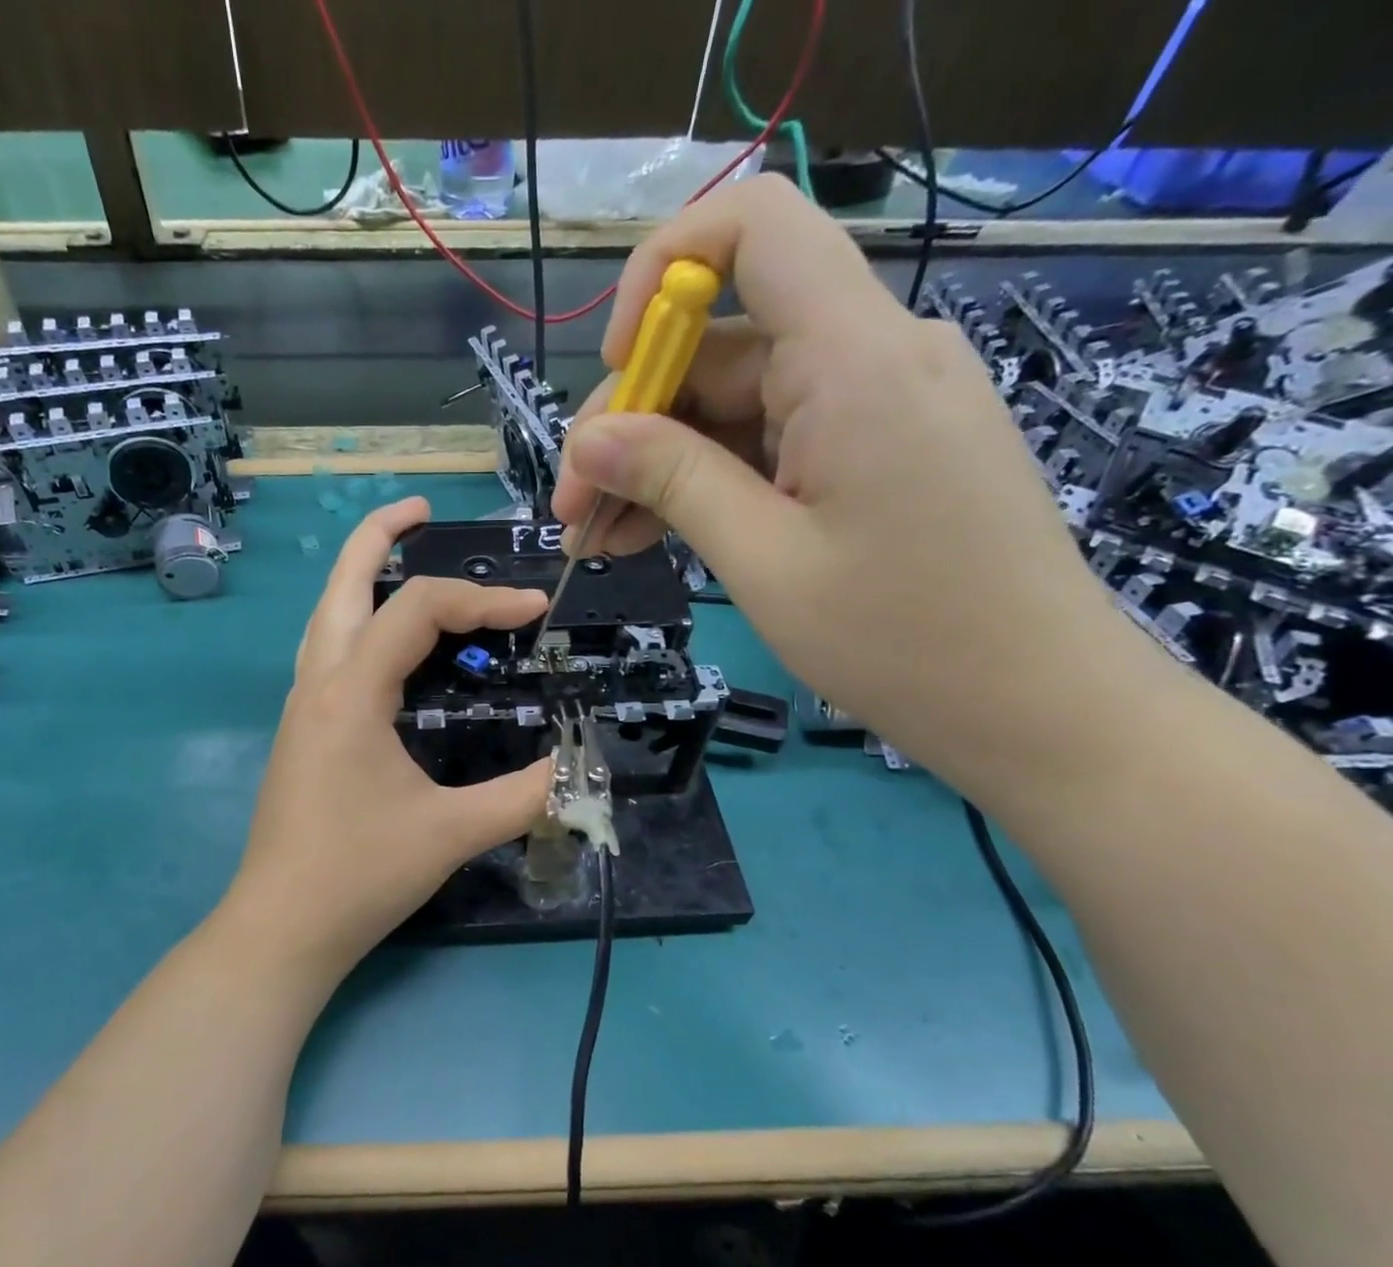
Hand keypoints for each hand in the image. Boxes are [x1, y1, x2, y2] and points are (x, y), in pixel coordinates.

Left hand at [223, 497, 553, 975]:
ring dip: (362, 576)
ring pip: (327, 615)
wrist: (282, 927)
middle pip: (342, 583)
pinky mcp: (300, 731)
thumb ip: (524, 795)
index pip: (419, 611)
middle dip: (381, 536)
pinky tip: (387, 644)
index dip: (483, 600)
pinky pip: (327, 651)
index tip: (535, 613)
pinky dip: (358, 622)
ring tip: (402, 557)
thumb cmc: (360, 875)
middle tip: (425, 511)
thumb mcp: (452, 832)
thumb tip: (579, 768)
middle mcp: (318, 683)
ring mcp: (301, 706)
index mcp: (351, 692)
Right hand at [551, 176, 1161, 797]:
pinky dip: (706, 484)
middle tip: (570, 512)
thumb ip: (673, 481)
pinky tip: (651, 537)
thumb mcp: (763, 559)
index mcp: (853, 359)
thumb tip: (589, 440)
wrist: (1032, 701)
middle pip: (718, 343)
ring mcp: (874, 405)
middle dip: (630, 422)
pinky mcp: (873, 450)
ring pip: (733, 405)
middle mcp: (869, 356)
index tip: (616, 370)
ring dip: (657, 466)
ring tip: (597, 540)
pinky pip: (769, 443)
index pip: (752, 228)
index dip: (660, 272)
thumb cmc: (899, 638)